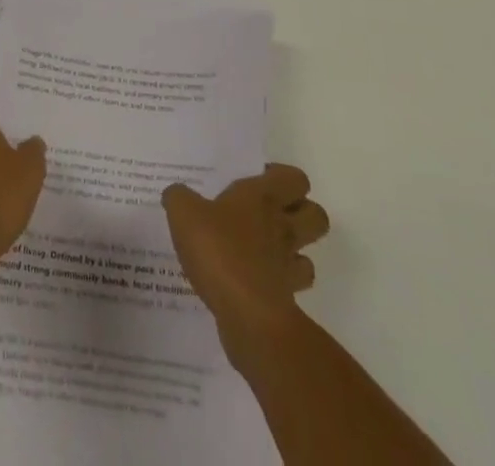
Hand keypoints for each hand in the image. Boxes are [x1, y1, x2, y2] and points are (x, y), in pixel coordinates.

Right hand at [163, 164, 330, 342]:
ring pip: (309, 254)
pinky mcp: (286, 301)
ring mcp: (288, 266)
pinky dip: (277, 285)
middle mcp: (283, 227)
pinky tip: (251, 282)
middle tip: (268, 215)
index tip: (257, 182)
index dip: (281, 178)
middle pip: (317, 215)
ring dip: (293, 252)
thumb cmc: (219, 250)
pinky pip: (290, 288)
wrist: (247, 316)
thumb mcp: (184, 213)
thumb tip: (177, 194)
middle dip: (301, 214)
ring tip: (263, 251)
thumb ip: (179, 198)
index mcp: (264, 197)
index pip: (295, 178)